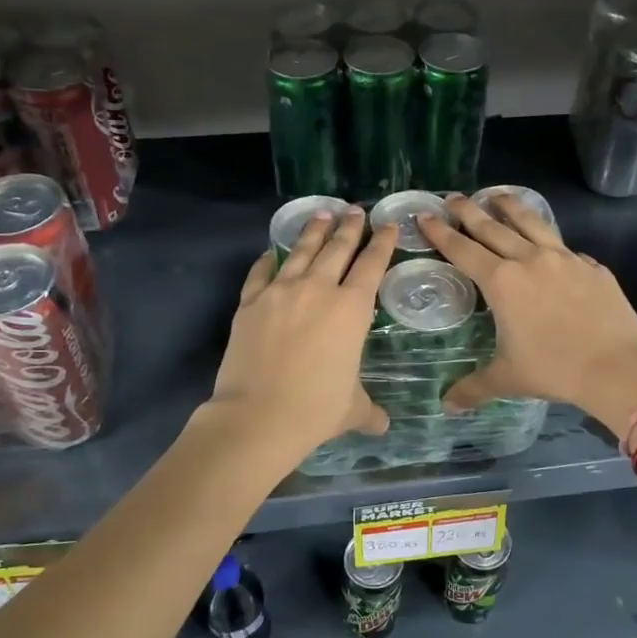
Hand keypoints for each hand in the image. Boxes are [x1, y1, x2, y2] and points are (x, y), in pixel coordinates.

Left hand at [209, 208, 395, 459]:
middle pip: (337, 248)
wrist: (258, 416)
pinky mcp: (250, 303)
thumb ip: (369, 411)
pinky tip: (271, 252)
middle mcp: (318, 290)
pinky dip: (268, 260)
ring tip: (320, 213)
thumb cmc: (316, 409)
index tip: (387, 225)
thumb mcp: (352, 409)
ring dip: (313, 231)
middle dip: (349, 227)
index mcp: (351, 309)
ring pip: (301, 251)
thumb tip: (383, 427)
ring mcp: (280, 292)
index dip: (382, 243)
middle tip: (354, 210)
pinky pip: (261, 273)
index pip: (372, 265)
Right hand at [418, 194, 636, 435]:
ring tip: (497, 195)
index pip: (462, 249)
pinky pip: (564, 246)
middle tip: (453, 197)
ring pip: (531, 223)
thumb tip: (447, 405)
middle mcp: (530, 260)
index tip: (425, 215)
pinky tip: (548, 243)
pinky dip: (548, 239)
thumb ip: (474, 387)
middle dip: (469, 211)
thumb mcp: (508, 378)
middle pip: (492, 227)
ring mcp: (565, 258)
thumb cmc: (555, 369)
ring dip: (510, 207)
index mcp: (502, 281)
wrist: (618, 367)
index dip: (441, 232)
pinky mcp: (592, 267)